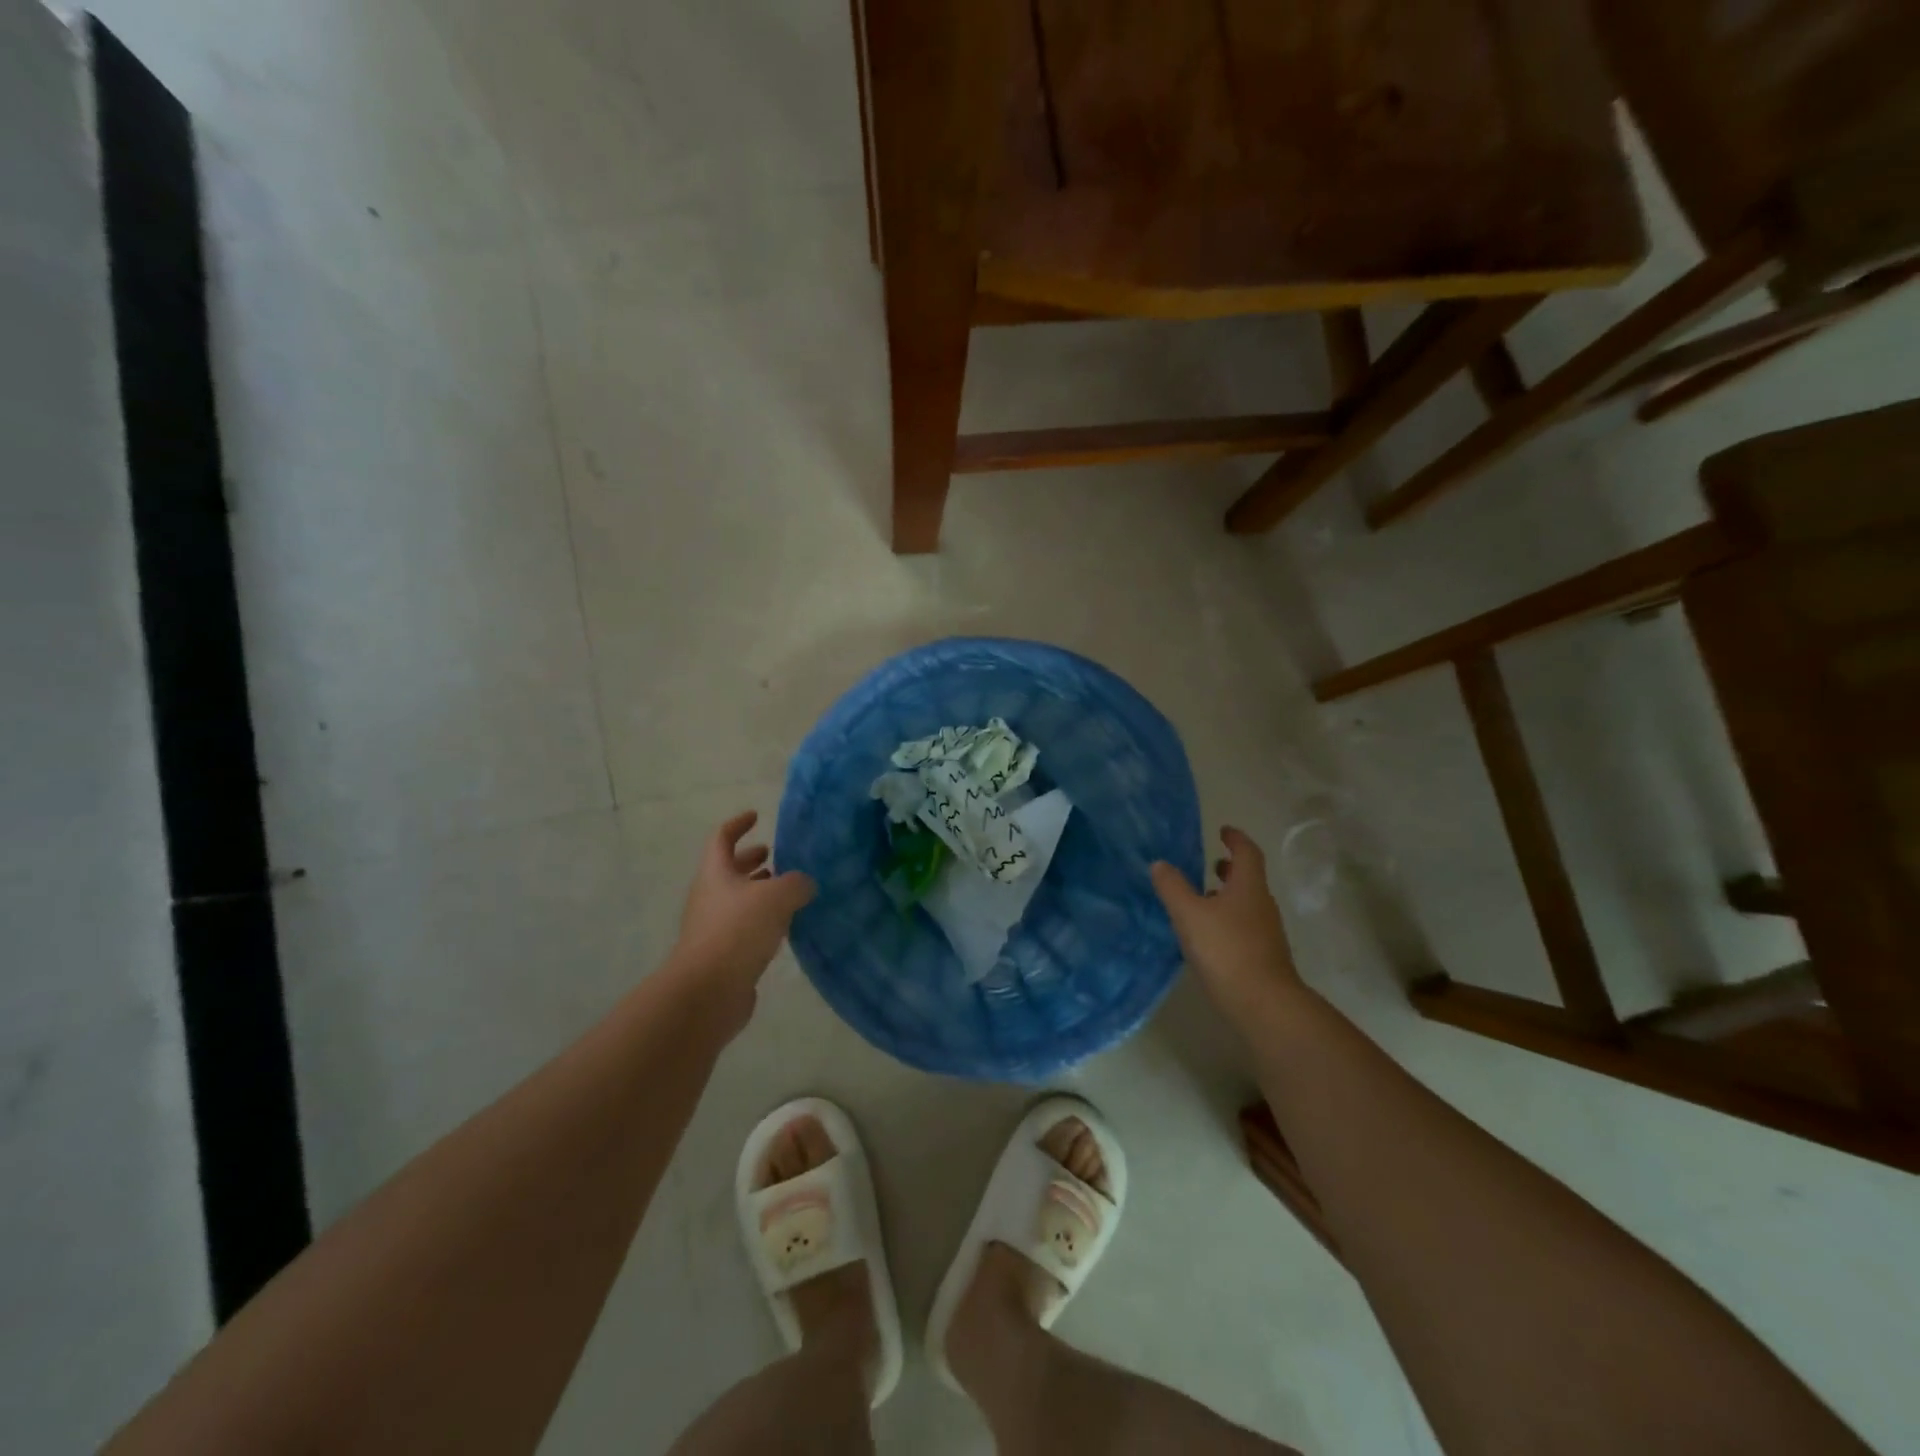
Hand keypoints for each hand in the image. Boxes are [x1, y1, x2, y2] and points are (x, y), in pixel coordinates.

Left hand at [670, 812, 815, 1008]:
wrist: (707, 992)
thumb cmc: (737, 931)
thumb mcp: (777, 897)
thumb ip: (796, 883)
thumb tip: (804, 884)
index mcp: (716, 873)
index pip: (722, 838)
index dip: (738, 824)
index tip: (756, 816)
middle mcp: (710, 896)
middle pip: (728, 870)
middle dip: (750, 860)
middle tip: (774, 855)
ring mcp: (713, 928)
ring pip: (737, 900)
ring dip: (759, 892)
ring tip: (788, 891)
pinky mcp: (722, 955)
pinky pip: (743, 928)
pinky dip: (762, 920)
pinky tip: (785, 926)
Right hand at [1151, 827, 1305, 1020]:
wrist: (1263, 1005)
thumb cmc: (1226, 950)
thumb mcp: (1189, 914)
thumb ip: (1173, 887)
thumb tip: (1160, 864)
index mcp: (1248, 887)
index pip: (1247, 853)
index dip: (1235, 839)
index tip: (1223, 830)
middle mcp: (1261, 905)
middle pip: (1249, 879)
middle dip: (1230, 869)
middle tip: (1212, 863)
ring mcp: (1265, 933)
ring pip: (1246, 904)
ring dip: (1227, 896)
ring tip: (1202, 898)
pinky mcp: (1262, 957)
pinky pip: (1243, 927)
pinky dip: (1227, 920)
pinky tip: (1207, 934)